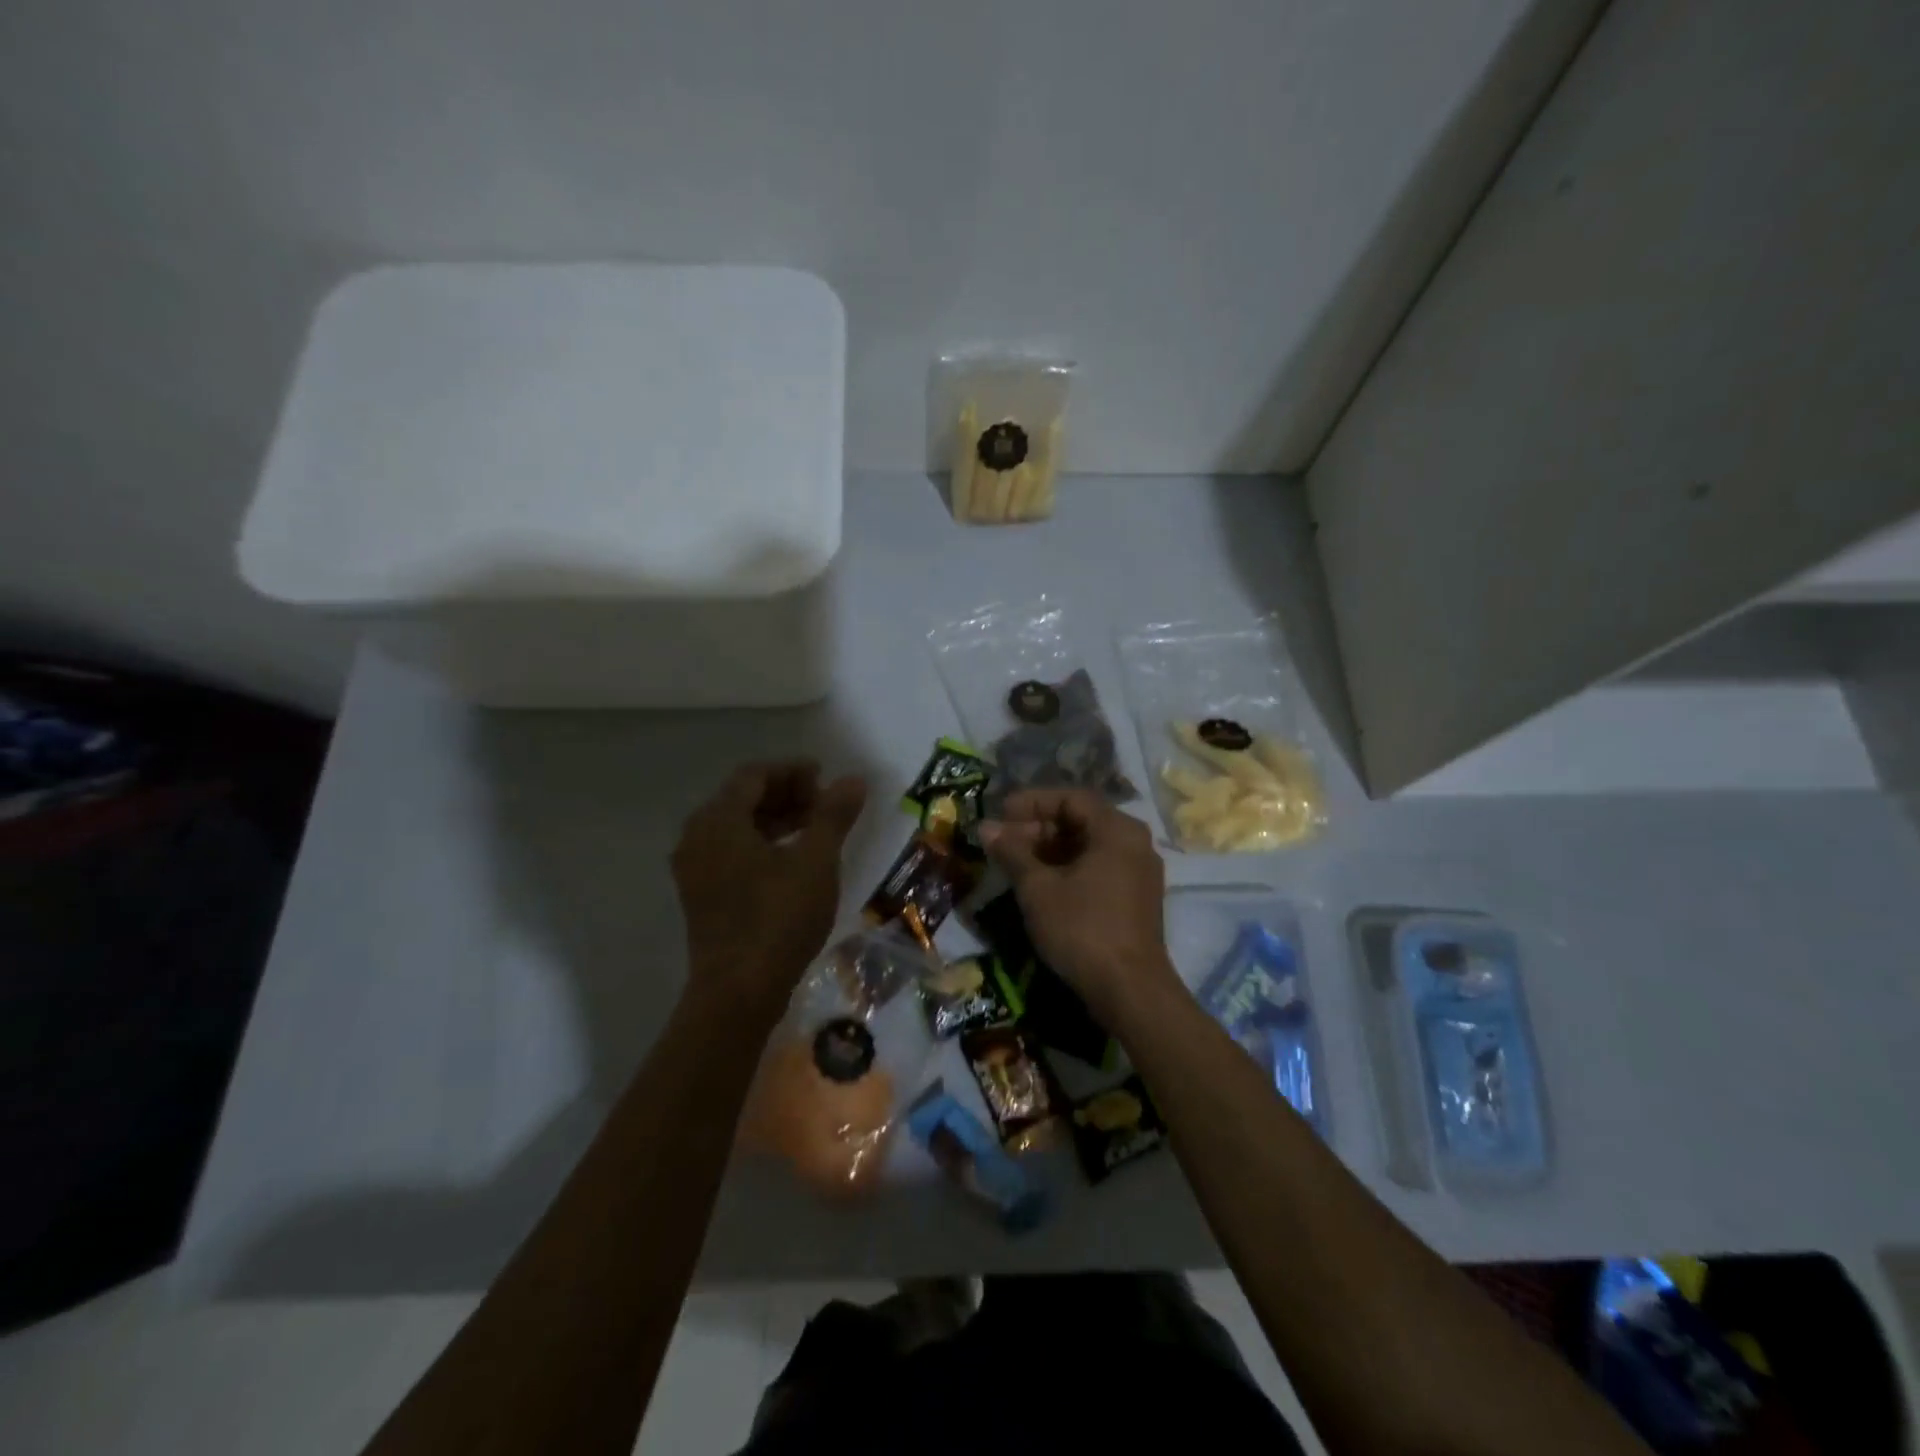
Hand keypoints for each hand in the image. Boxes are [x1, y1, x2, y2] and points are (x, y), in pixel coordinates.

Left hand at [672, 760, 867, 1020]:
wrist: (739, 993)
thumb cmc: (778, 918)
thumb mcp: (816, 861)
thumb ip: (833, 815)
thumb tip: (853, 780)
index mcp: (718, 820)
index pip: (754, 775)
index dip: (792, 771)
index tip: (826, 779)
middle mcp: (697, 837)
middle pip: (742, 798)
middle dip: (786, 794)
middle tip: (824, 804)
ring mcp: (694, 868)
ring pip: (737, 826)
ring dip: (776, 819)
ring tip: (815, 829)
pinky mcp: (701, 895)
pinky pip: (731, 852)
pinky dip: (761, 844)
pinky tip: (792, 860)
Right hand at [978, 788, 1177, 1019]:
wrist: (1130, 990)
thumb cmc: (1082, 929)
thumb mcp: (1038, 888)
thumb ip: (1012, 852)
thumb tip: (986, 828)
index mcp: (1117, 830)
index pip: (1071, 798)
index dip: (1032, 802)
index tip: (1001, 813)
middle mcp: (1135, 843)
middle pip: (1081, 821)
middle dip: (1038, 828)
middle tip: (1003, 842)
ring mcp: (1139, 872)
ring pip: (1088, 847)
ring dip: (1050, 850)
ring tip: (1014, 864)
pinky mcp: (1136, 899)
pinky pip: (1099, 868)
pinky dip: (1069, 869)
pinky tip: (1040, 885)